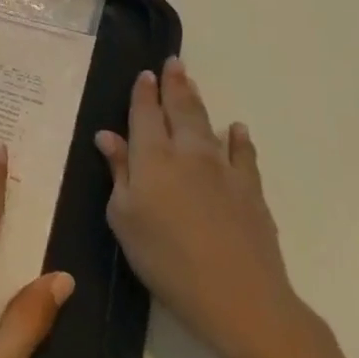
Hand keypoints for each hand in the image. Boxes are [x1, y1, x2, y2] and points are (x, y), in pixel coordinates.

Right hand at [96, 59, 326, 357]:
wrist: (236, 294)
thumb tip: (108, 136)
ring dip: (198, 103)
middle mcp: (188, 153)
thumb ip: (118, 173)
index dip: (143, 93)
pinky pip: (244, 154)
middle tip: (173, 63)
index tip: (145, 74)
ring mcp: (224, 169)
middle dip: (175, 84)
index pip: (145, 114)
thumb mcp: (124, 218)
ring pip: (208, 125)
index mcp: (152, 158)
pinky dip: (238, 138)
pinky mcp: (251, 190)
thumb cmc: (164, 258)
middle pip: (180, 109)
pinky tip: (236, 129)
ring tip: (192, 84)